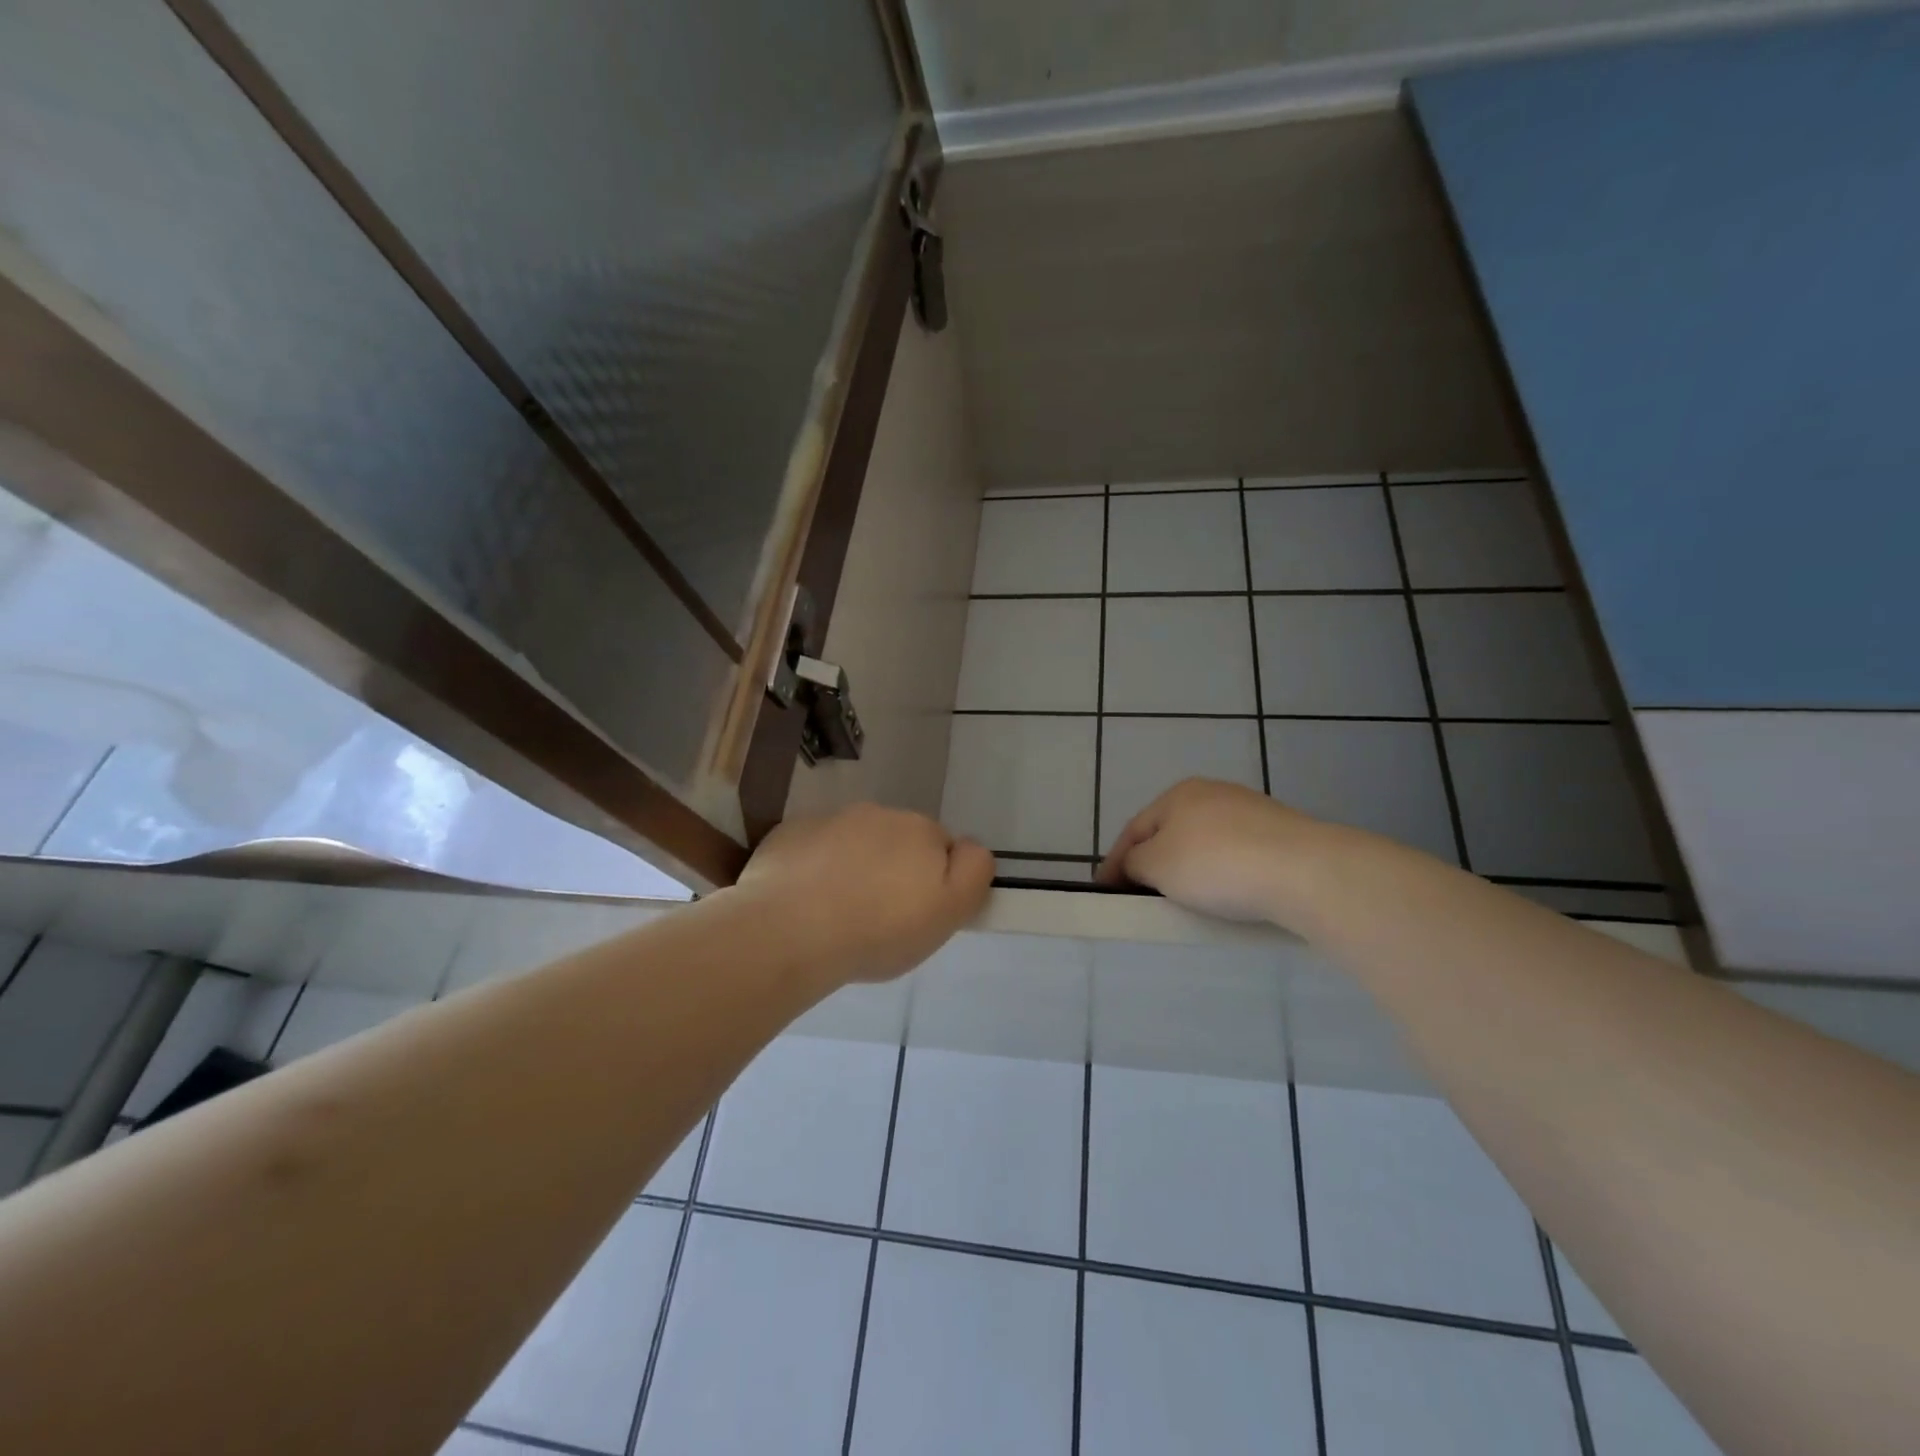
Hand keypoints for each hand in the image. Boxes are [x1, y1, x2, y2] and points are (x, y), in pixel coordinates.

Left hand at [734, 803, 994, 986]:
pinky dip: (815, 866)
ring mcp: (830, 819)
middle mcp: (878, 814)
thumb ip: (973, 873)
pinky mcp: (791, 833)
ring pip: (854, 842)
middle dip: (893, 869)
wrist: (788, 932)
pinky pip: (814, 847)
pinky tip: (804, 899)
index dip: (934, 881)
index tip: (915, 913)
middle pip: (897, 841)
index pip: (941, 848)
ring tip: (836, 911)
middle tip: (878, 916)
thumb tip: (970, 848)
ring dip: (854, 866)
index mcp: (920, 830)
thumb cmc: (878, 930)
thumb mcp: (948, 912)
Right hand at [1096, 778, 1326, 923]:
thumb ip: (1135, 863)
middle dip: (1153, 862)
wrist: (1305, 870)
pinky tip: (1228, 894)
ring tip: (1185, 900)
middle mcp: (1213, 793)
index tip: (1104, 892)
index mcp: (1178, 794)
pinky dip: (1223, 873)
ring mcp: (1251, 811)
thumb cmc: (1216, 864)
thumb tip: (1138, 864)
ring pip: (1205, 842)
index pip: (1134, 830)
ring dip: (1189, 868)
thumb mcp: (1157, 865)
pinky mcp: (1282, 834)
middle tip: (1142, 895)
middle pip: (1170, 832)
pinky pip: (1237, 855)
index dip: (1115, 862)